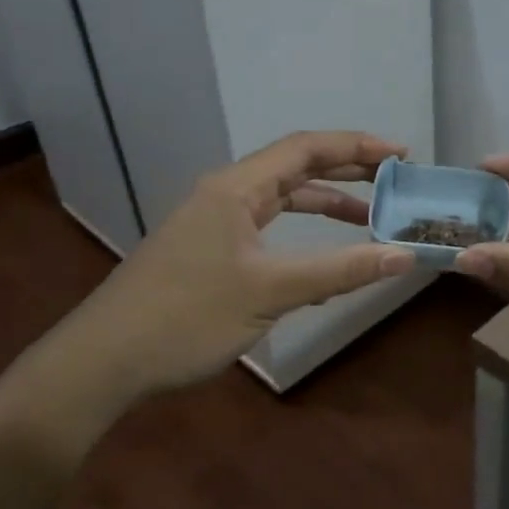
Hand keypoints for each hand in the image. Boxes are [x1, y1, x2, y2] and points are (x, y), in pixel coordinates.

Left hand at [70, 131, 417, 394]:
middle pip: (295, 167)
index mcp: (236, 188)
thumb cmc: (187, 317)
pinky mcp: (210, 250)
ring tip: (371, 216)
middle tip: (395, 180)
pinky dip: (302, 233)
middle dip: (347, 170)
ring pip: (281, 199)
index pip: (305, 148)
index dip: (357, 147)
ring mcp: (215, 222)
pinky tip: (324, 257)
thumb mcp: (271, 292)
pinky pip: (268, 228)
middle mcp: (226, 194)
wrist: (104, 361)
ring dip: (325, 203)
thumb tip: (404, 256)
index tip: (401, 156)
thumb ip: (340, 271)